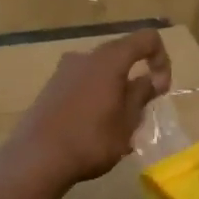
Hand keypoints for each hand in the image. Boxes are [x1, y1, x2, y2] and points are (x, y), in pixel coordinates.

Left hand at [1, 30, 172, 189]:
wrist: (36, 159)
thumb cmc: (90, 140)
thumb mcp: (126, 122)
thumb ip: (141, 95)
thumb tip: (152, 79)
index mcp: (109, 60)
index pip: (147, 39)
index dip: (162, 59)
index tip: (160, 89)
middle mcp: (85, 57)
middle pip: (121, 55)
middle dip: (136, 78)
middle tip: (139, 112)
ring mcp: (63, 71)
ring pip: (100, 71)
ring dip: (115, 90)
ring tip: (116, 125)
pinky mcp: (50, 88)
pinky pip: (82, 83)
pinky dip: (95, 96)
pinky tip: (92, 128)